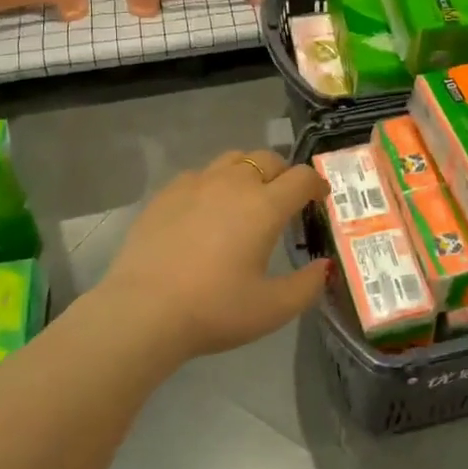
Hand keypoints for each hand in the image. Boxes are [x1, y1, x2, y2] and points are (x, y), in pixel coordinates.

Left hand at [97, 149, 330, 359]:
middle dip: (284, 174)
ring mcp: (196, 184)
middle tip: (284, 202)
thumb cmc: (214, 310)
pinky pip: (199, 174)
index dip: (317, 185)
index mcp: (264, 206)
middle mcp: (233, 184)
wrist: (143, 310)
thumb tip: (324, 267)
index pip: (302, 177)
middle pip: (268, 159)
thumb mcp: (272, 309)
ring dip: (248, 172)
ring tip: (245, 200)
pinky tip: (205, 212)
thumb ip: (307, 286)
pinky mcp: (166, 193)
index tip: (319, 199)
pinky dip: (213, 184)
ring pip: (232, 159)